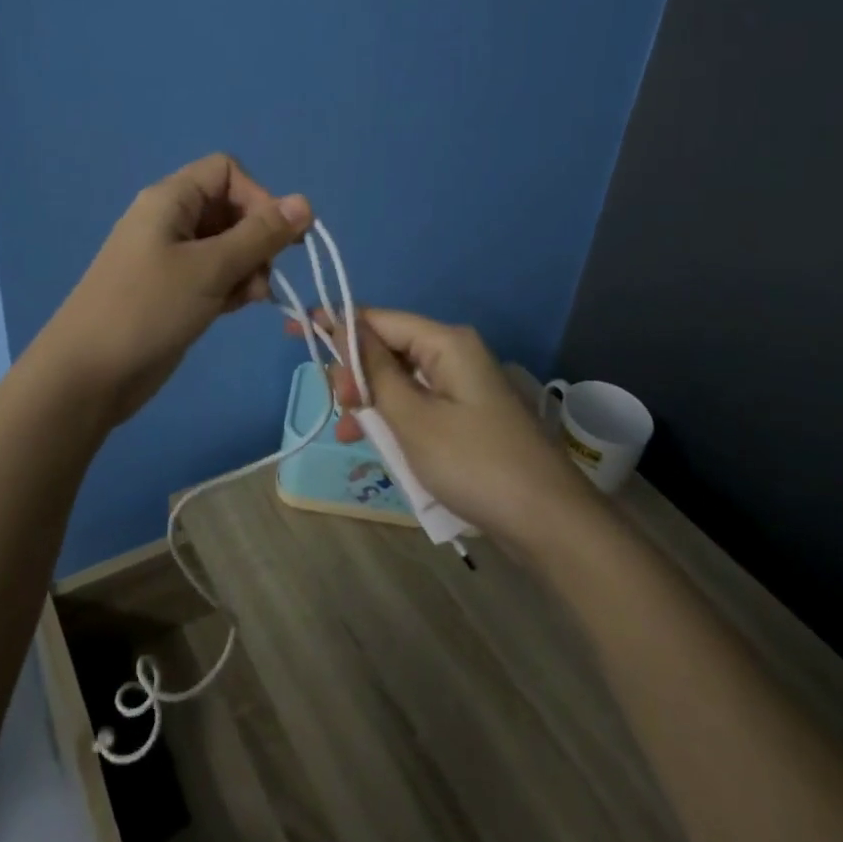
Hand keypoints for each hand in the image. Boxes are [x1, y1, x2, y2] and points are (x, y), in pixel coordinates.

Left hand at [35, 154, 311, 431]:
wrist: (88, 375)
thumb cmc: (148, 309)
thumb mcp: (211, 268)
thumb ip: (260, 234)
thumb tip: (306, 202)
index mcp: (170, 199)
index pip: (227, 172)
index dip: (258, 197)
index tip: (275, 236)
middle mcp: (170, 220)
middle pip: (230, 208)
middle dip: (256, 238)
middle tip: (262, 274)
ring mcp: (170, 257)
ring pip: (227, 244)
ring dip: (248, 266)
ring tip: (250, 297)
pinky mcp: (173, 290)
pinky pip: (214, 273)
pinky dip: (231, 285)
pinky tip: (234, 309)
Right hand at [321, 309, 597, 551]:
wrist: (548, 522)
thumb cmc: (474, 463)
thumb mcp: (413, 418)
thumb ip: (374, 372)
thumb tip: (344, 327)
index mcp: (445, 343)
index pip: (378, 319)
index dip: (335, 323)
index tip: (294, 328)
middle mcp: (454, 355)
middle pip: (388, 348)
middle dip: (355, 371)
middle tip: (336, 404)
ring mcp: (462, 387)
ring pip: (400, 380)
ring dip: (370, 401)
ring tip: (346, 430)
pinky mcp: (466, 416)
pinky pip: (418, 405)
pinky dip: (393, 419)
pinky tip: (371, 442)